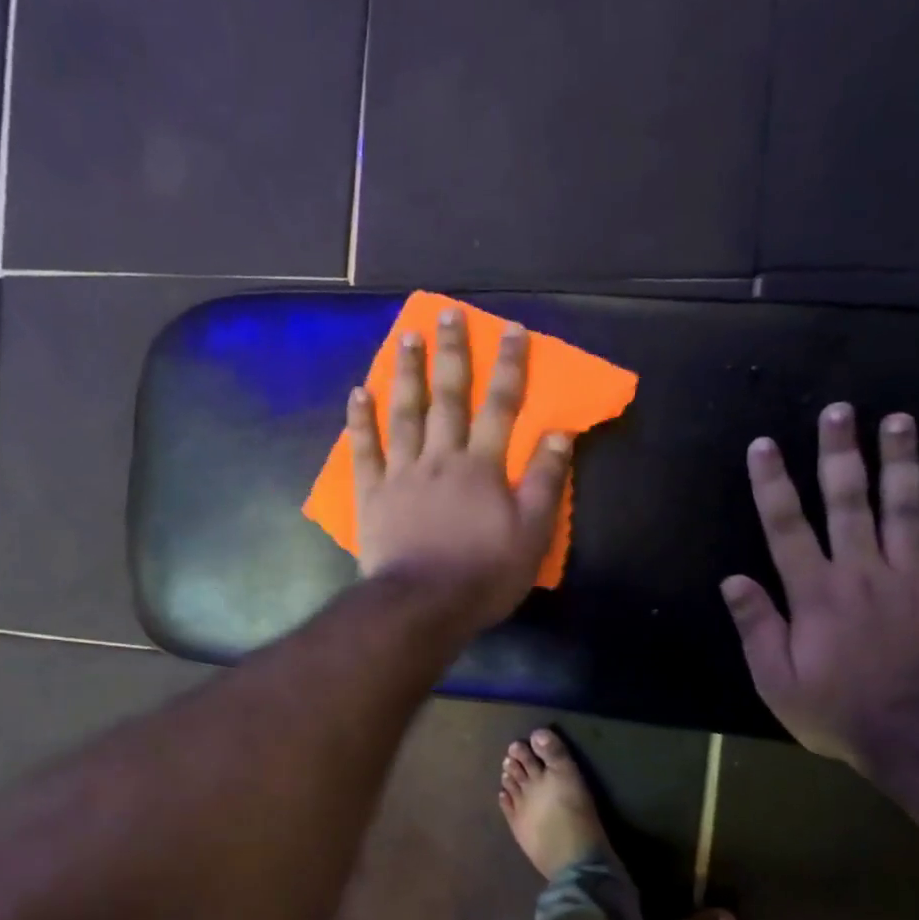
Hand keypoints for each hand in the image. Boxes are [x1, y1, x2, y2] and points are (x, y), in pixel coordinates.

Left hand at [350, 310, 570, 632]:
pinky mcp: (373, 495)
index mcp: (482, 467)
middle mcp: (441, 458)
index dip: (510, 367)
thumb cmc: (484, 574)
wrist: (423, 605)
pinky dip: (361, 422)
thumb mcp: (532, 534)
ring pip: (405, 414)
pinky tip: (358, 393)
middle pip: (448, 398)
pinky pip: (365, 451)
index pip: (501, 407)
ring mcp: (402, 474)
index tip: (513, 330)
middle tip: (448, 314)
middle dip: (452, 354)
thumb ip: (546, 482)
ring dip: (407, 374)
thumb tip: (560, 433)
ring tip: (407, 338)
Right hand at [721, 403, 918, 773]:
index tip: (764, 445)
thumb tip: (732, 580)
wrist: (913, 737)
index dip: (772, 484)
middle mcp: (862, 571)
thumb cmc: (834, 710)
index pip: (786, 527)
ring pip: (907, 509)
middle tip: (839, 411)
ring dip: (902, 462)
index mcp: (815, 591)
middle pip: (848, 502)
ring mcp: (913, 578)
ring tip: (899, 420)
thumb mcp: (775, 679)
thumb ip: (756, 626)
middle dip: (840, 453)